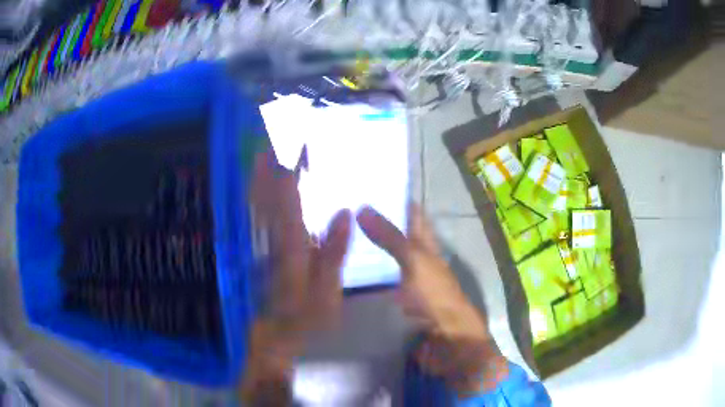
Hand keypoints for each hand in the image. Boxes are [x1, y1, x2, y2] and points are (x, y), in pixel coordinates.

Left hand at [239, 151, 351, 404]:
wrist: (274, 333)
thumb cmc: (305, 317)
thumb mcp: (327, 293)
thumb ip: (334, 254)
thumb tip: (344, 212)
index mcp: (292, 246)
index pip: (291, 199)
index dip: (294, 169)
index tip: (299, 142)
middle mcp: (273, 237)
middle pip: (269, 193)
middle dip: (272, 162)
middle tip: (278, 133)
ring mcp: (263, 242)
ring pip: (258, 202)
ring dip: (260, 173)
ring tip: (265, 146)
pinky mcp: (260, 248)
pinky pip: (255, 215)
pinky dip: (255, 194)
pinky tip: (256, 181)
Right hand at [357, 204, 508, 395]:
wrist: (445, 339)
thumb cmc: (435, 296)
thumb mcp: (415, 262)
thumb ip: (391, 237)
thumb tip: (362, 207)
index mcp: (425, 243)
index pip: (412, 213)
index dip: (395, 198)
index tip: (368, 186)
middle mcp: (415, 258)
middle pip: (395, 234)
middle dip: (373, 222)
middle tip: (341, 211)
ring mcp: (404, 279)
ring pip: (383, 257)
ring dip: (365, 248)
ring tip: (334, 236)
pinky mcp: (394, 298)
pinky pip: (376, 280)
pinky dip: (363, 274)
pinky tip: (343, 271)